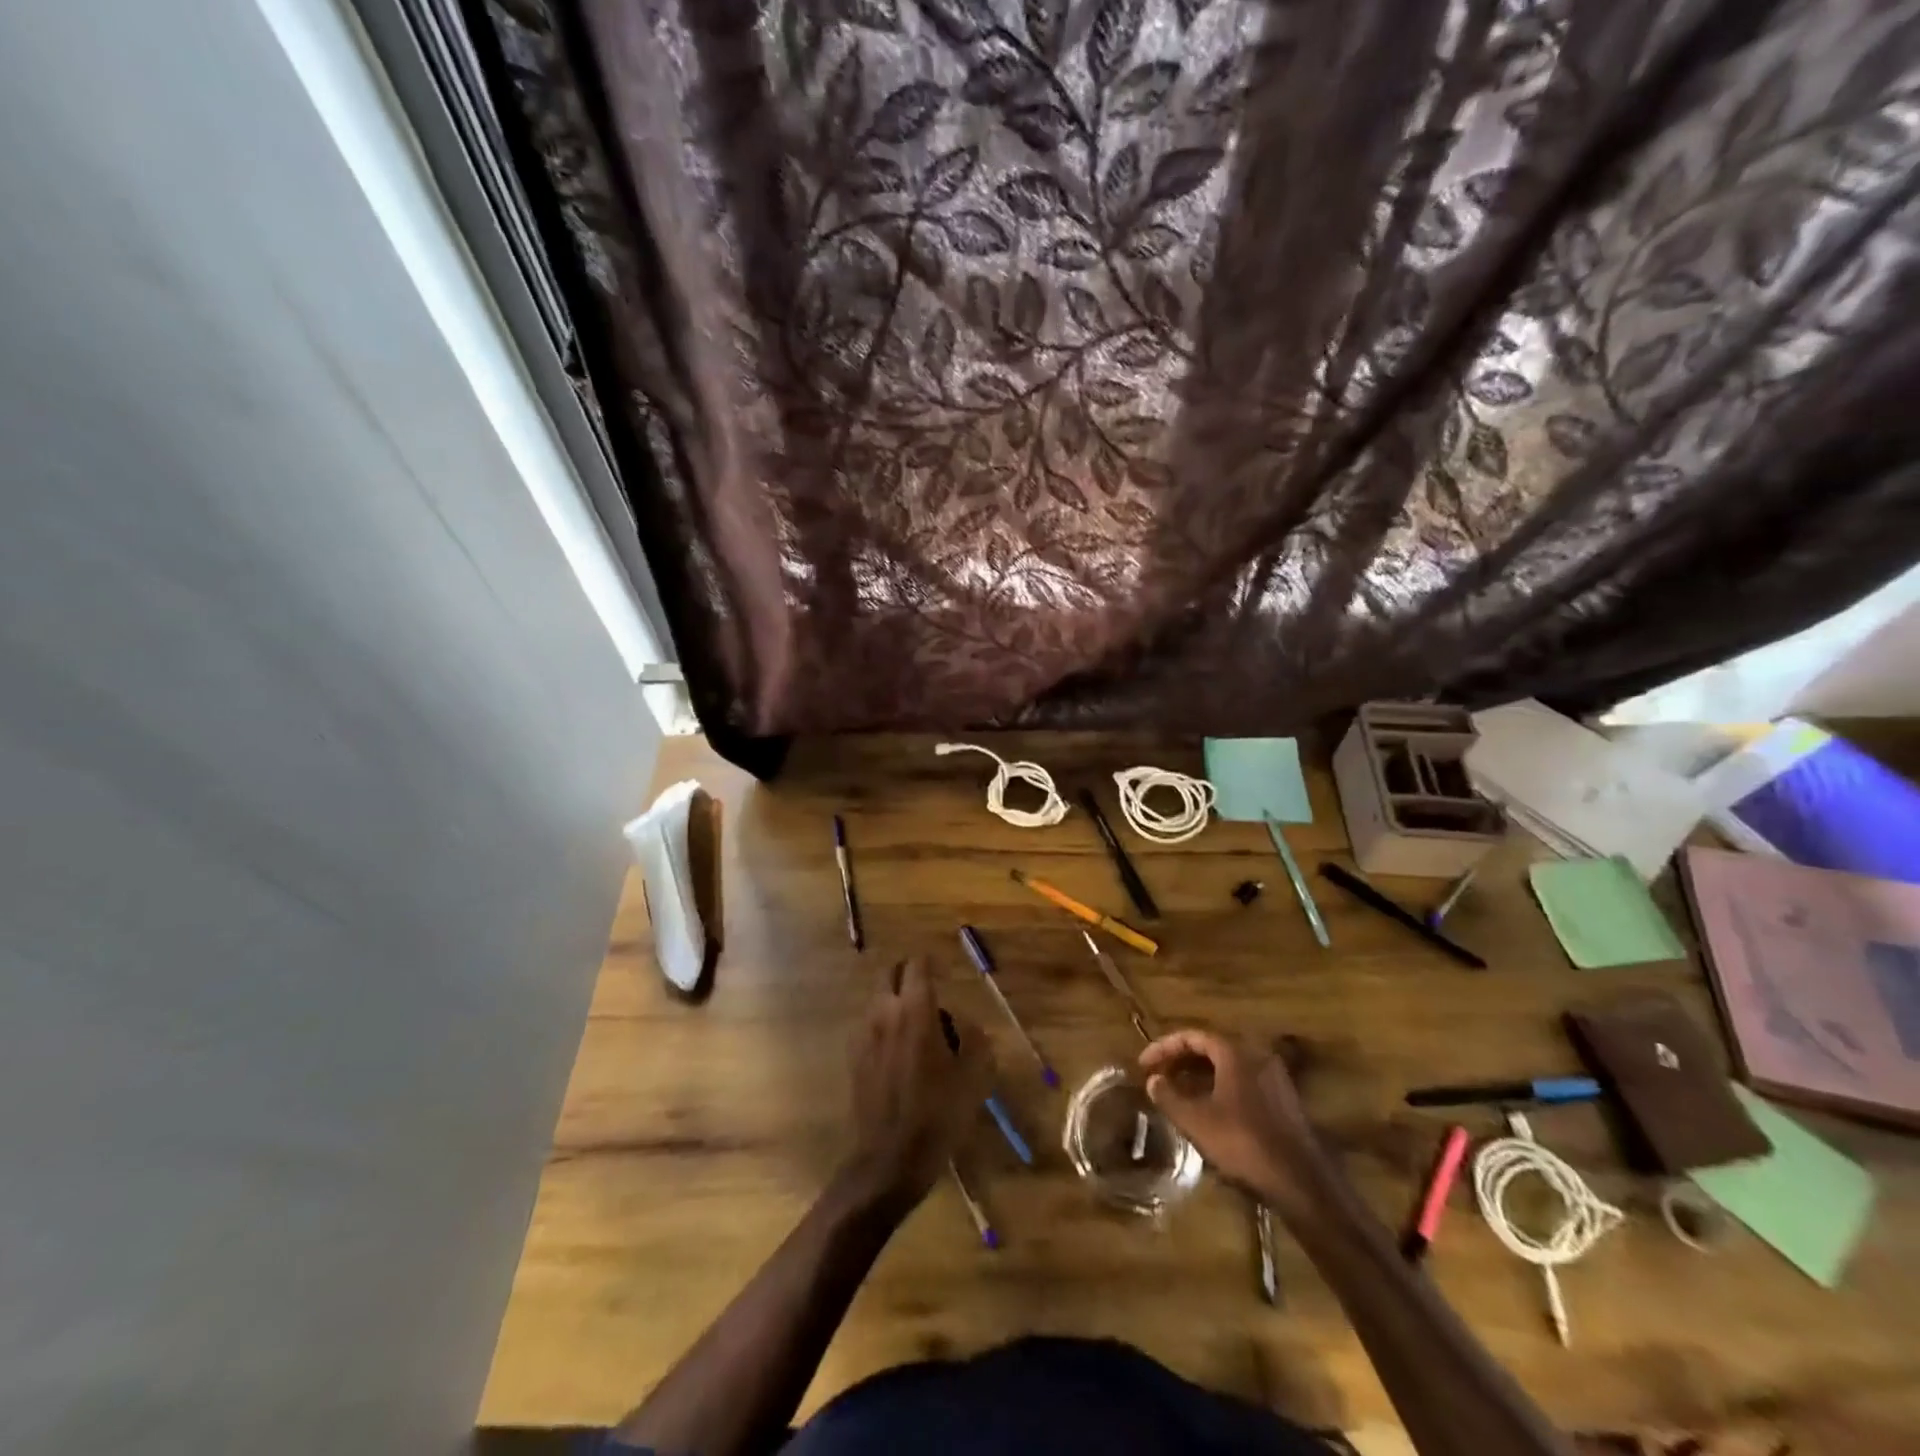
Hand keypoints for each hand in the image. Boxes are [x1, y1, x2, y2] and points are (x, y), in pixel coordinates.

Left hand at [846, 957, 991, 1206]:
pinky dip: (884, 1023)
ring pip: (878, 998)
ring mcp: (864, 1034)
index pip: (917, 966)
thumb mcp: (974, 1077)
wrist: (890, 1159)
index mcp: (915, 1011)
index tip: (944, 973)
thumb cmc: (938, 1114)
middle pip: (890, 974)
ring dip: (895, 999)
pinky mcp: (854, 1056)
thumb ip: (975, 1039)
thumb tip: (966, 1024)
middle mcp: (885, 1013)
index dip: (931, 964)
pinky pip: (870, 1024)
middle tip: (929, 992)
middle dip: (908, 975)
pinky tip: (900, 1051)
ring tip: (918, 1025)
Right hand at [1139, 1029, 1323, 1206]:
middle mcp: (1257, 1056)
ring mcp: (1275, 1078)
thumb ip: (1169, 1096)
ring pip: (1228, 1067)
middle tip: (1158, 1076)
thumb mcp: (1196, 1120)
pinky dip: (1220, 1088)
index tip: (1144, 1065)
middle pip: (1211, 1049)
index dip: (1164, 1048)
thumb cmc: (1243, 1143)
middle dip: (1181, 1061)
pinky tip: (1209, 1109)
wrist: (1301, 1181)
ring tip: (1178, 1093)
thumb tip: (1153, 1080)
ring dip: (1200, 1076)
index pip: (1192, 1036)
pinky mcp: (1284, 1101)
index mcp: (1235, 1053)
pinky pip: (1244, 1082)